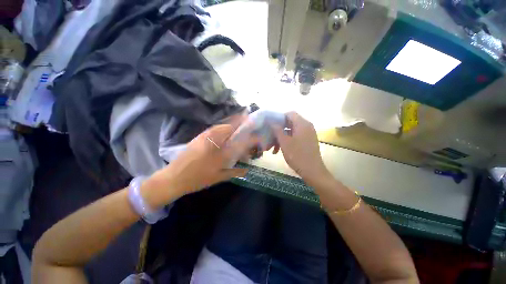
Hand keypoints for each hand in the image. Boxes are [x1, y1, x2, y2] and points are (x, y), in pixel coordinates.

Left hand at [143, 124, 259, 207]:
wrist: (173, 177)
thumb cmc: (197, 179)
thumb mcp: (219, 177)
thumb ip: (235, 171)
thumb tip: (247, 169)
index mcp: (220, 151)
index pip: (239, 140)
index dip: (250, 137)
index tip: (257, 136)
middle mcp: (213, 140)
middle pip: (231, 127)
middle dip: (242, 124)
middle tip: (249, 126)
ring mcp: (205, 136)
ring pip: (223, 126)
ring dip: (233, 125)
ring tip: (241, 127)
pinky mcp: (200, 136)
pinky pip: (216, 128)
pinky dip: (224, 128)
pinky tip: (227, 132)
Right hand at [272, 112, 330, 185]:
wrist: (312, 171)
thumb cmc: (297, 155)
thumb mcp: (284, 142)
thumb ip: (277, 129)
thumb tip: (271, 121)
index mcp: (302, 124)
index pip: (289, 113)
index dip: (279, 117)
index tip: (270, 125)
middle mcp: (307, 126)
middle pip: (290, 122)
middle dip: (279, 129)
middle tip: (270, 136)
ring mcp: (308, 134)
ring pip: (291, 131)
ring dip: (282, 137)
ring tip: (273, 147)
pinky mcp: (308, 141)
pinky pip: (295, 137)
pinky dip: (287, 141)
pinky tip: (279, 150)